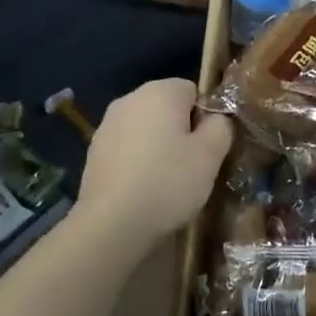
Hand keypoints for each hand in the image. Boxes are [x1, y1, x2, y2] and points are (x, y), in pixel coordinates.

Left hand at [78, 79, 232, 236]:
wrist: (111, 224)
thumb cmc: (168, 182)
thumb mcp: (211, 154)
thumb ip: (221, 126)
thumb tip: (215, 119)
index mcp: (160, 91)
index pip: (194, 91)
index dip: (206, 118)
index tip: (207, 148)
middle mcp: (129, 99)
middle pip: (168, 108)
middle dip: (181, 131)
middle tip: (192, 166)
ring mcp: (106, 125)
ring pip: (146, 129)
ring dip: (158, 147)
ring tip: (167, 182)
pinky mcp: (94, 152)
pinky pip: (127, 149)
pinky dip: (138, 162)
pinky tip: (143, 189)